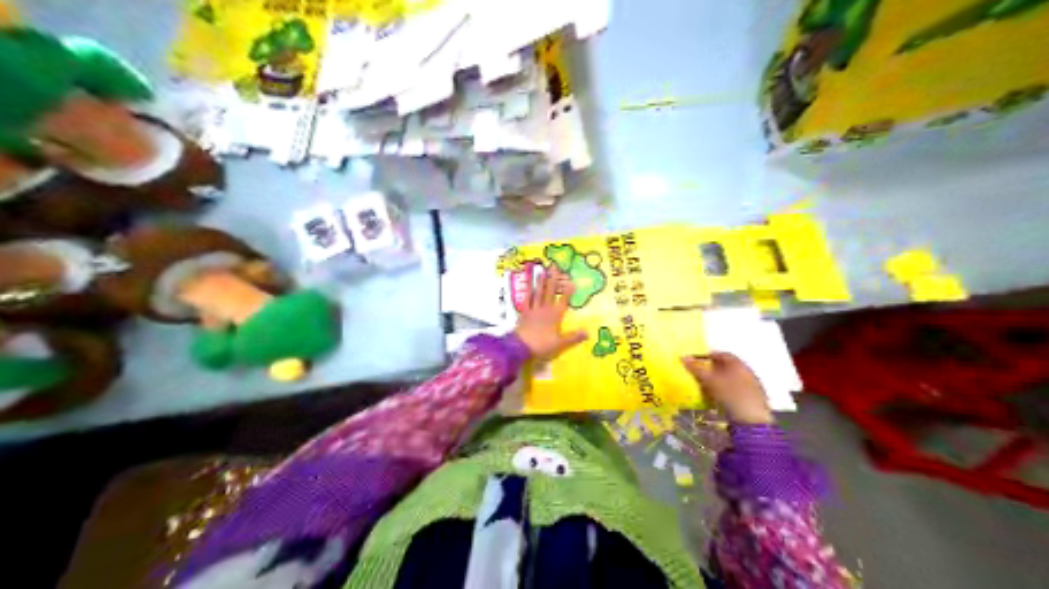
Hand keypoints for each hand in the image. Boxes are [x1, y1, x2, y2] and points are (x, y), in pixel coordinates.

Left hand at [516, 266, 588, 359]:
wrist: (521, 346)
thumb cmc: (542, 345)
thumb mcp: (560, 343)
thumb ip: (573, 337)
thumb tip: (588, 332)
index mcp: (554, 316)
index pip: (563, 301)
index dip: (567, 292)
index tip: (572, 281)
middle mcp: (544, 309)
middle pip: (549, 292)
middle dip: (553, 280)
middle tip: (554, 267)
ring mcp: (533, 310)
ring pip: (538, 293)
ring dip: (540, 282)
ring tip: (542, 271)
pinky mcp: (524, 312)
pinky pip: (526, 299)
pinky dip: (527, 291)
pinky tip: (528, 285)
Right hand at [680, 353, 767, 426]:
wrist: (752, 420)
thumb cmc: (730, 395)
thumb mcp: (710, 381)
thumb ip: (696, 369)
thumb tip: (683, 357)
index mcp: (738, 364)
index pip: (722, 354)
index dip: (708, 356)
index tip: (696, 362)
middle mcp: (747, 372)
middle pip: (727, 367)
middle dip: (712, 370)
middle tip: (699, 375)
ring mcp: (751, 387)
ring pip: (731, 380)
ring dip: (718, 382)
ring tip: (705, 389)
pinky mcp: (752, 400)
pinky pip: (735, 391)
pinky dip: (725, 392)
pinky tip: (717, 401)